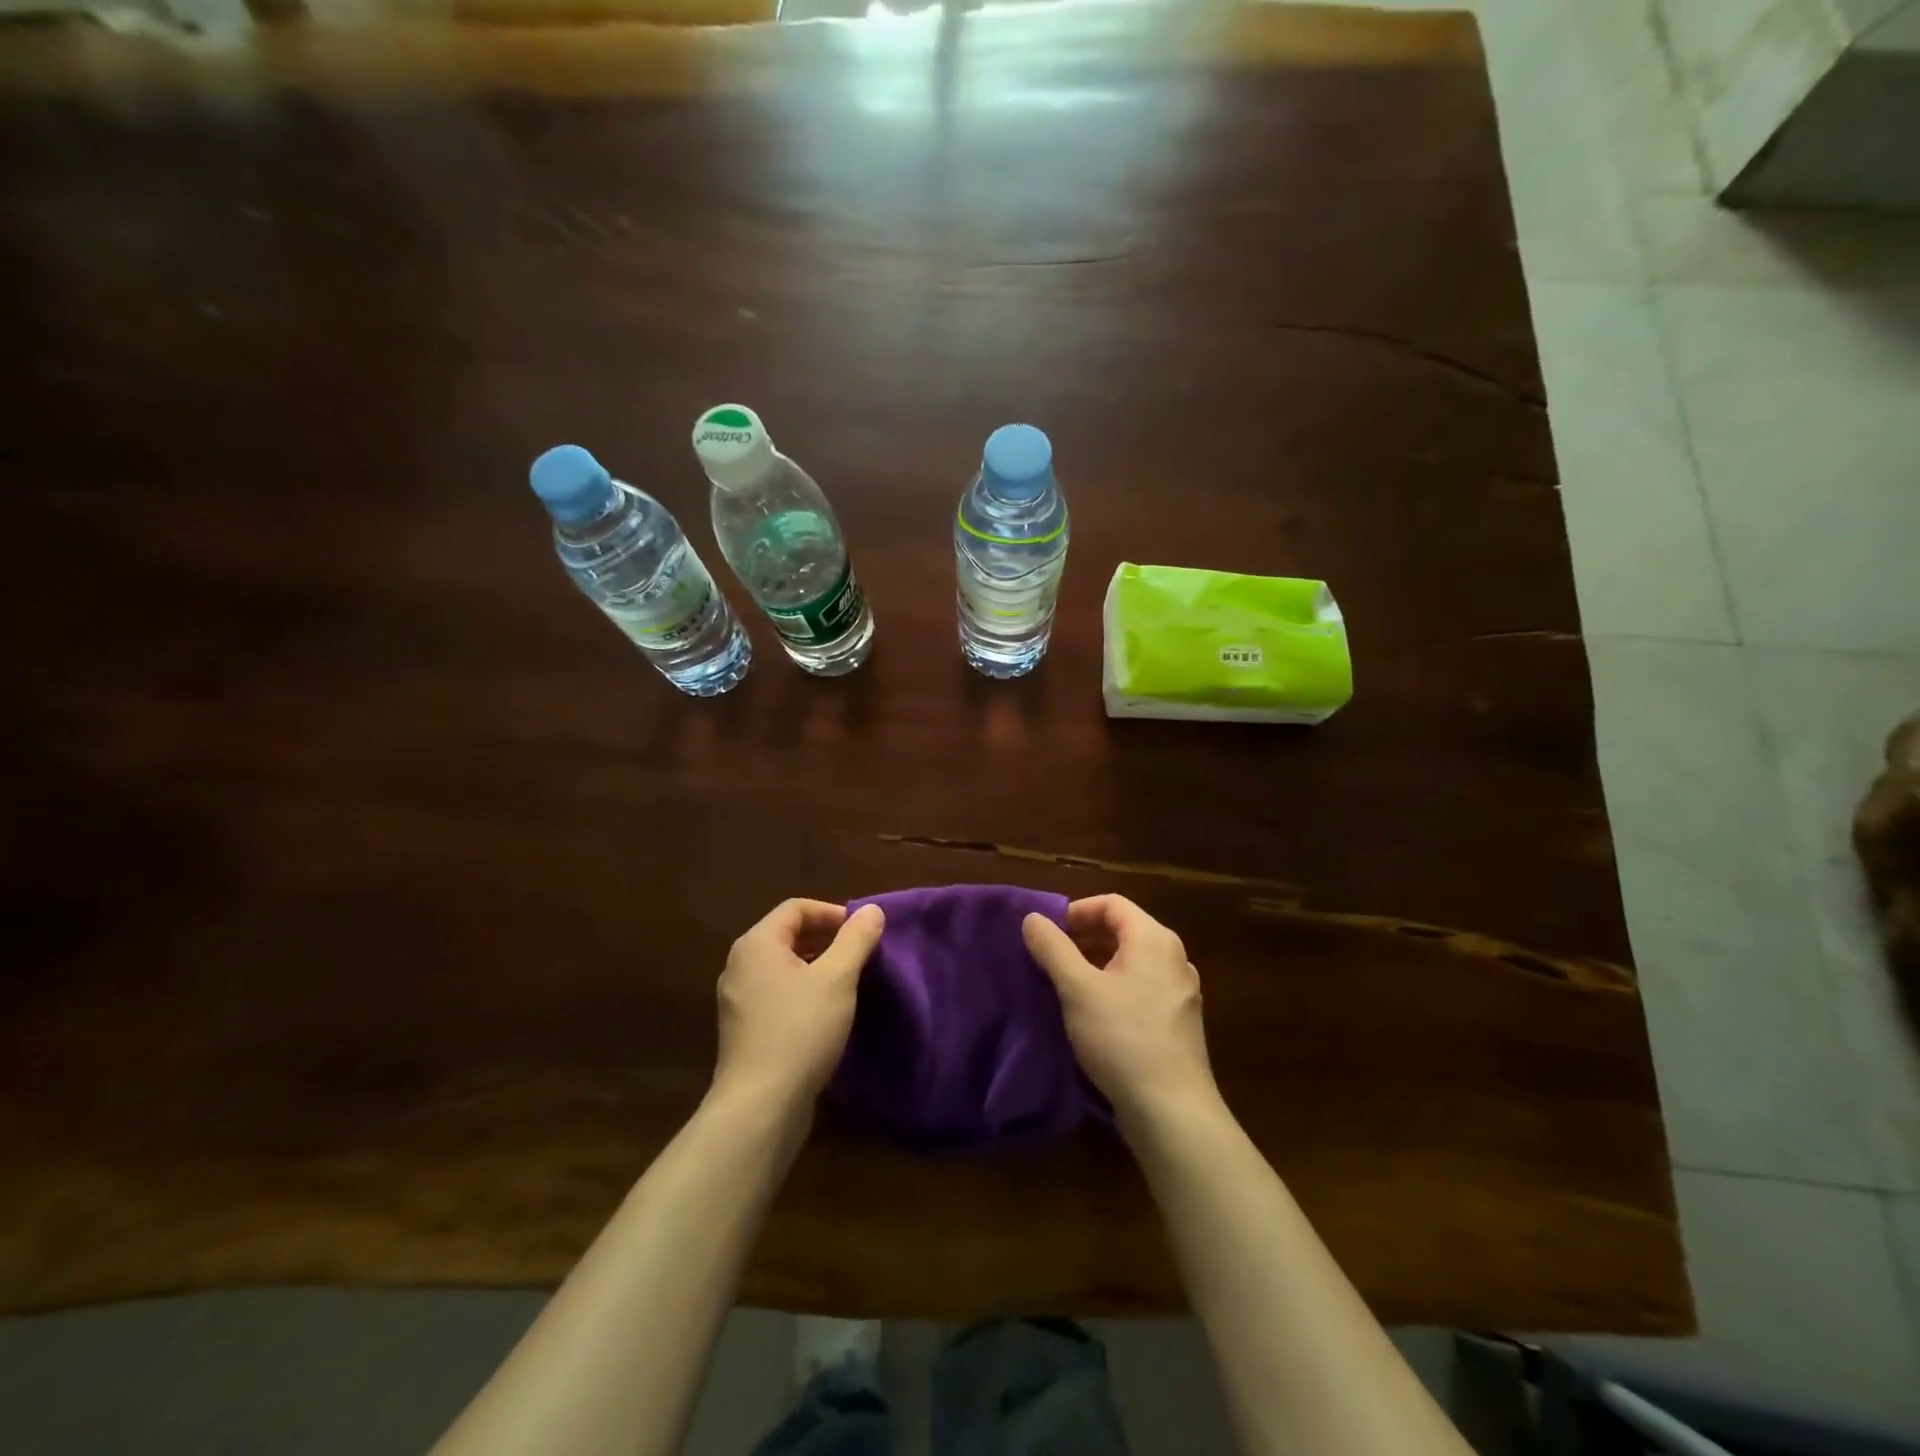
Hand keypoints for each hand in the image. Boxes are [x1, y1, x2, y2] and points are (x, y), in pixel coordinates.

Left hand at [712, 899, 885, 1113]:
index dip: (832, 913)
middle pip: (787, 935)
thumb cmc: (800, 1031)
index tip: (862, 933)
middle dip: (826, 939)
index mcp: (758, 944)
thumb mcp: (837, 979)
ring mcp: (737, 999)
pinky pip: (776, 994)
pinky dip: (802, 991)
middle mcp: (740, 965)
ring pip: (783, 967)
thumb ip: (856, 939)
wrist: (760, 1106)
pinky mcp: (743, 1029)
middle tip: (859, 956)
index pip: (796, 908)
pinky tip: (825, 1014)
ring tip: (848, 983)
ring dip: (816, 966)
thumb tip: (872, 909)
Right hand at [1023, 895, 1217, 1132]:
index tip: (1048, 933)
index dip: (1076, 911)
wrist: (1172, 1110)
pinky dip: (1116, 987)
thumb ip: (1053, 948)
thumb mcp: (1077, 989)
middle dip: (1084, 937)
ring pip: (1133, 961)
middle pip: (1124, 929)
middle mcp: (1174, 957)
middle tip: (1051, 958)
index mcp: (1153, 939)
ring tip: (1067, 985)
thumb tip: (1032, 918)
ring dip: (1098, 963)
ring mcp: (1181, 990)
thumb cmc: (1122, 1038)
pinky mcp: (1179, 1021)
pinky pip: (1143, 987)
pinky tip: (1095, 1015)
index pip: (1111, 903)